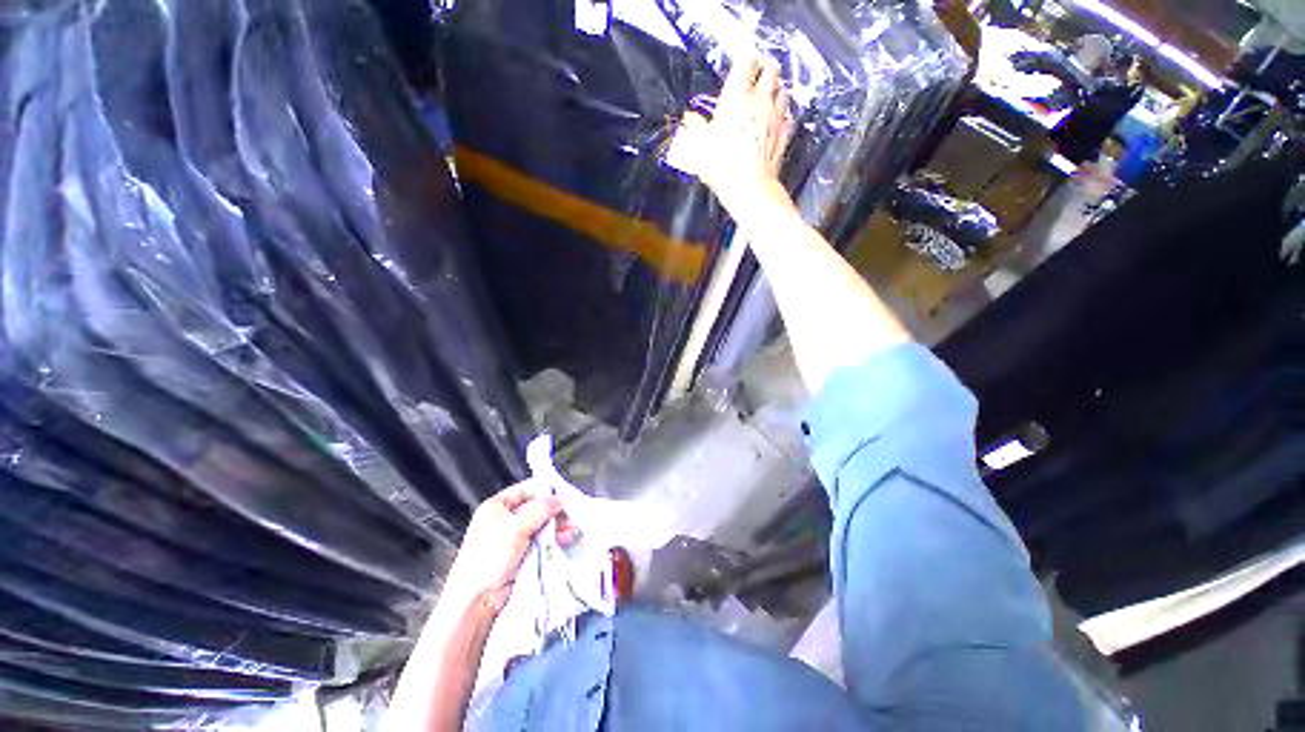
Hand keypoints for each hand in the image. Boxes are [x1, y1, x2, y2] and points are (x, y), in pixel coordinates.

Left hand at [441, 483, 577, 616]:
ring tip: (571, 529)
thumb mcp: (516, 527)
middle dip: (555, 512)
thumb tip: (558, 498)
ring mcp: (514, 537)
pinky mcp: (521, 553)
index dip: (546, 491)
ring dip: (557, 526)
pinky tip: (564, 539)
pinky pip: (542, 540)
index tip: (565, 495)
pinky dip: (553, 538)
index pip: (527, 489)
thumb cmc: (488, 559)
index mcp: (497, 506)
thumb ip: (540, 509)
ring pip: (542, 524)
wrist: (477, 600)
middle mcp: (505, 519)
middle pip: (537, 507)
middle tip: (571, 515)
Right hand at [678, 54, 794, 218]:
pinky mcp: (784, 133)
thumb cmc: (723, 167)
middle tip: (757, 72)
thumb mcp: (700, 147)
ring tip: (767, 94)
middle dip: (765, 67)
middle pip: (771, 68)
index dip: (744, 58)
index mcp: (737, 97)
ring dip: (775, 89)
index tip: (741, 61)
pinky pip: (788, 115)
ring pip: (782, 89)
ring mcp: (776, 116)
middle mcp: (760, 101)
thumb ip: (695, 128)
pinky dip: (783, 112)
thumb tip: (689, 119)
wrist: (749, 188)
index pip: (746, 62)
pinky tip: (776, 119)